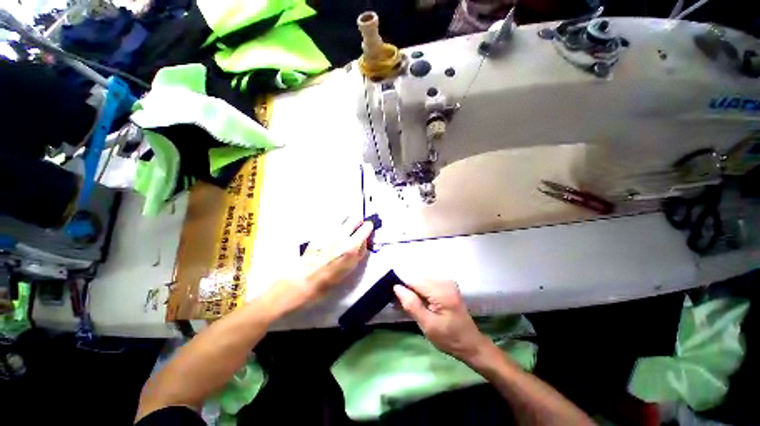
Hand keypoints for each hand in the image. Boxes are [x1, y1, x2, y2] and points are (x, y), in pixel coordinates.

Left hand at [269, 218, 373, 313]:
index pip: (366, 227)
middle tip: (357, 228)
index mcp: (352, 246)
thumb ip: (361, 250)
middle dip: (359, 221)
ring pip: (343, 216)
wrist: (307, 277)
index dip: (369, 227)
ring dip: (347, 220)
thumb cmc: (332, 276)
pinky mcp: (320, 230)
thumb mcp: (353, 266)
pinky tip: (335, 231)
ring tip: (346, 228)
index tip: (367, 229)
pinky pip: (332, 221)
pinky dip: (337, 223)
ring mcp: (330, 231)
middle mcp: (342, 235)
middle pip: (355, 217)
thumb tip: (364, 239)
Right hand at [393, 280, 491, 361]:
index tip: (396, 300)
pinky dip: (421, 291)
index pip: (414, 281)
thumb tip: (396, 287)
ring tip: (413, 307)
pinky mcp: (447, 285)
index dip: (403, 288)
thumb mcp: (427, 325)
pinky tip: (421, 303)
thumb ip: (412, 304)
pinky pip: (428, 283)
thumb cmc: (449, 338)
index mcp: (441, 291)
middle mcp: (445, 281)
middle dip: (408, 290)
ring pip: (421, 280)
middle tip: (403, 306)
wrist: (470, 343)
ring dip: (414, 291)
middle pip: (418, 279)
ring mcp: (447, 282)